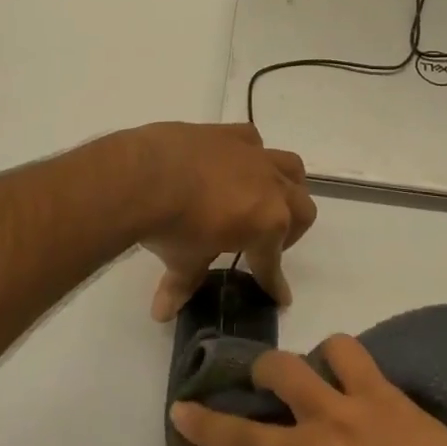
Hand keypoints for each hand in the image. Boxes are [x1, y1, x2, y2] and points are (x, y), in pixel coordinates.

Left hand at [133, 123, 316, 320]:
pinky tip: (232, 166)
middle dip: (290, 230)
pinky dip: (251, 155)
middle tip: (263, 243)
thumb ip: (183, 284)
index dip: (274, 282)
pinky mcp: (229, 132)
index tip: (278, 296)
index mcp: (268, 224)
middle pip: (302, 209)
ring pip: (291, 168)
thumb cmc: (171, 226)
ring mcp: (253, 155)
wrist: (144, 175)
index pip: (273, 262)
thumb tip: (163, 312)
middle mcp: (271, 187)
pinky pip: (254, 141)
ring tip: (261, 199)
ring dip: (285, 187)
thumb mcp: (183, 261)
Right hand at [169, 336, 446, 445]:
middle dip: (203, 421)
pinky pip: (343, 350)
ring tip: (268, 373)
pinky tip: (334, 363)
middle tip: (183, 408)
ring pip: (283, 371)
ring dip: (268, 369)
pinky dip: (334, 353)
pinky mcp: (375, 391)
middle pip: (239, 432)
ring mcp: (340, 417)